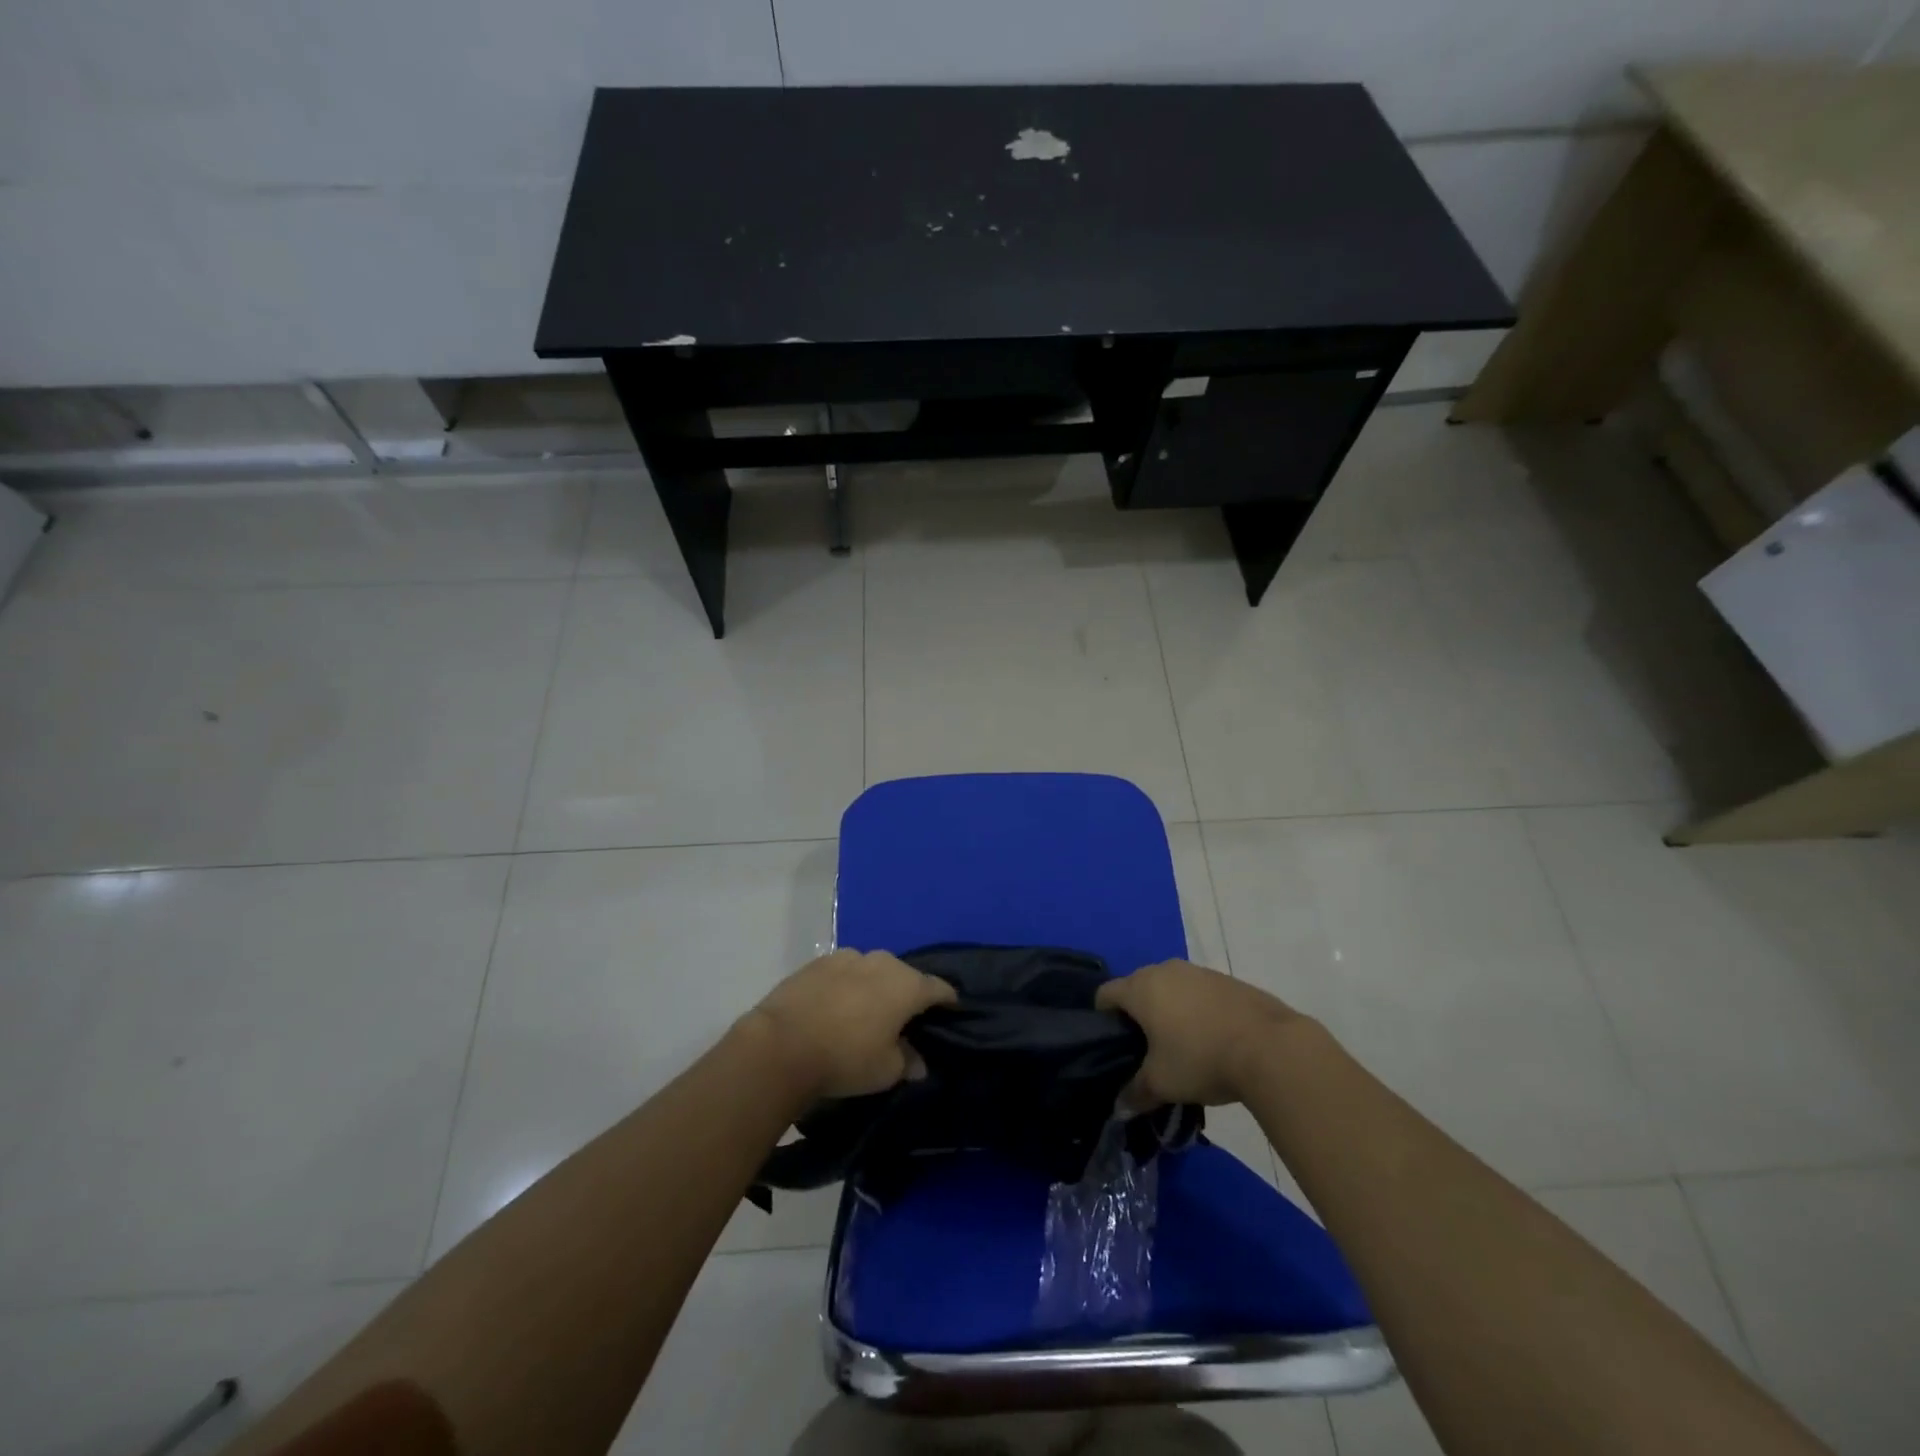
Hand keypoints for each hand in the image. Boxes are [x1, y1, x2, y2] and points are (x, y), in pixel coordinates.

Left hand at [745, 948, 957, 1100]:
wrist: (781, 1044)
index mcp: (907, 985)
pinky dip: (845, 985)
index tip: (950, 1010)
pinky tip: (836, 1006)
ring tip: (866, 1010)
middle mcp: (881, 962)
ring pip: (871, 970)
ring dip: (874, 986)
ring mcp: (847, 957)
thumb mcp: (886, 1071)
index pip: (939, 987)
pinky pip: (842, 972)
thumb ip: (907, 1061)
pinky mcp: (816, 962)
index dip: (947, 1000)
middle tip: (903, 1017)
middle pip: (904, 975)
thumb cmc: (846, 1058)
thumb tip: (918, 1061)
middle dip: (907, 993)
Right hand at [1096, 959, 1305, 1106]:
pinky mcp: (1227, 979)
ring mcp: (1198, 971)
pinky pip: (1199, 992)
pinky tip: (1213, 1039)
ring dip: (1169, 1010)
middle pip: (1138, 987)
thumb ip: (1135, 1093)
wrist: (1271, 1047)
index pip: (1106, 994)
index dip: (1103, 1019)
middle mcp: (1165, 970)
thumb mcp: (1162, 1084)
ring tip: (1182, 1046)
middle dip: (1138, 1014)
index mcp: (1140, 988)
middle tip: (1147, 1050)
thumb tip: (1121, 1106)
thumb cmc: (1201, 1058)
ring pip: (1170, 988)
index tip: (1115, 1046)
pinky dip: (1197, 1010)